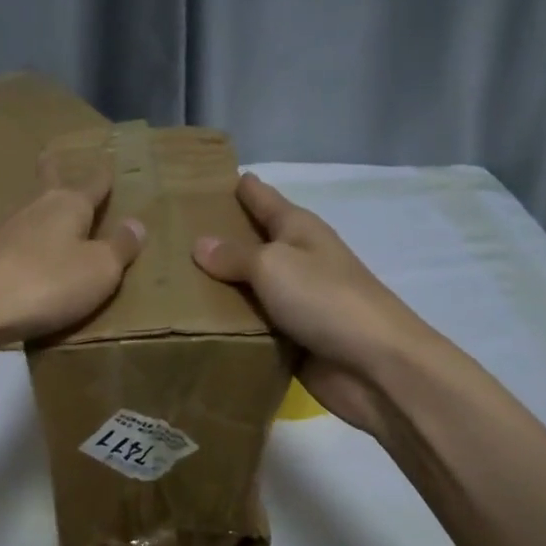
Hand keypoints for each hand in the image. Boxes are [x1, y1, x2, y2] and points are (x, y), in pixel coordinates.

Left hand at [0, 156, 144, 344]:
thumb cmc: (46, 283)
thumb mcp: (99, 270)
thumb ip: (119, 247)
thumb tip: (136, 223)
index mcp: (67, 204)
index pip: (92, 183)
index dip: (103, 175)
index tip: (108, 161)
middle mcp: (35, 208)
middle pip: (49, 185)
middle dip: (55, 172)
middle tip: (53, 156)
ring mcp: (4, 231)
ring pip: (30, 215)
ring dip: (41, 215)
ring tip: (52, 221)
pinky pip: (15, 246)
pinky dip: (26, 248)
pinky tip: (26, 259)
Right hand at [191, 174, 425, 435]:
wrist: (375, 365)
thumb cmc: (326, 299)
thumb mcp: (273, 266)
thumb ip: (234, 256)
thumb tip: (200, 244)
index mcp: (298, 229)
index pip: (262, 197)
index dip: (237, 186)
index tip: (202, 180)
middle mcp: (297, 259)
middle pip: (252, 243)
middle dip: (217, 238)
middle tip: (171, 235)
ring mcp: (295, 301)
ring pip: (248, 288)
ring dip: (218, 287)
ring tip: (170, 281)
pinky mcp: (291, 338)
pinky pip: (252, 325)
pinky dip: (229, 325)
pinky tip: (194, 325)